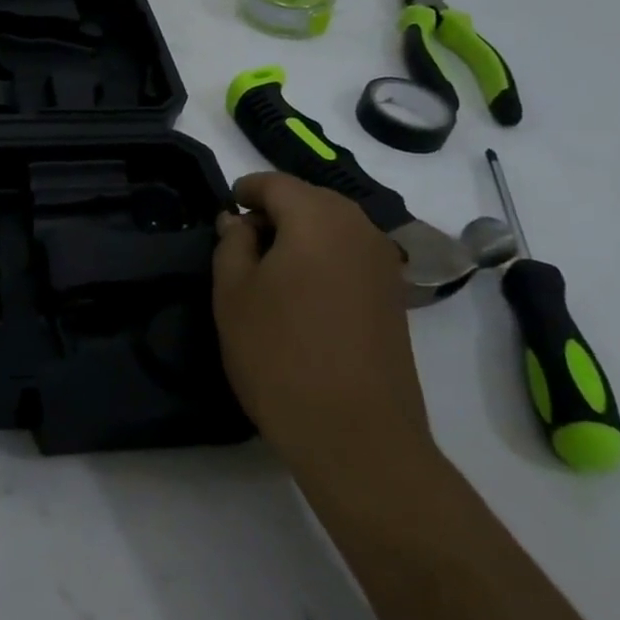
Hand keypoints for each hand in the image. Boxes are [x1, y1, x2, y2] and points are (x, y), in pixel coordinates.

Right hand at [212, 172, 436, 496]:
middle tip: (241, 242)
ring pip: (332, 227)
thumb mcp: (233, 293)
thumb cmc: (280, 354)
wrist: (356, 435)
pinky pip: (350, 255)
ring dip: (300, 235)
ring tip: (269, 270)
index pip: (275, 183)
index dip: (245, 191)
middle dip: (274, 211)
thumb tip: (239, 221)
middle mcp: (358, 228)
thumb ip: (232, 243)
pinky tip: (302, 292)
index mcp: (317, 217)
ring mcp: (383, 262)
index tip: (225, 212)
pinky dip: (323, 258)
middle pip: (309, 199)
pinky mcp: (394, 296)